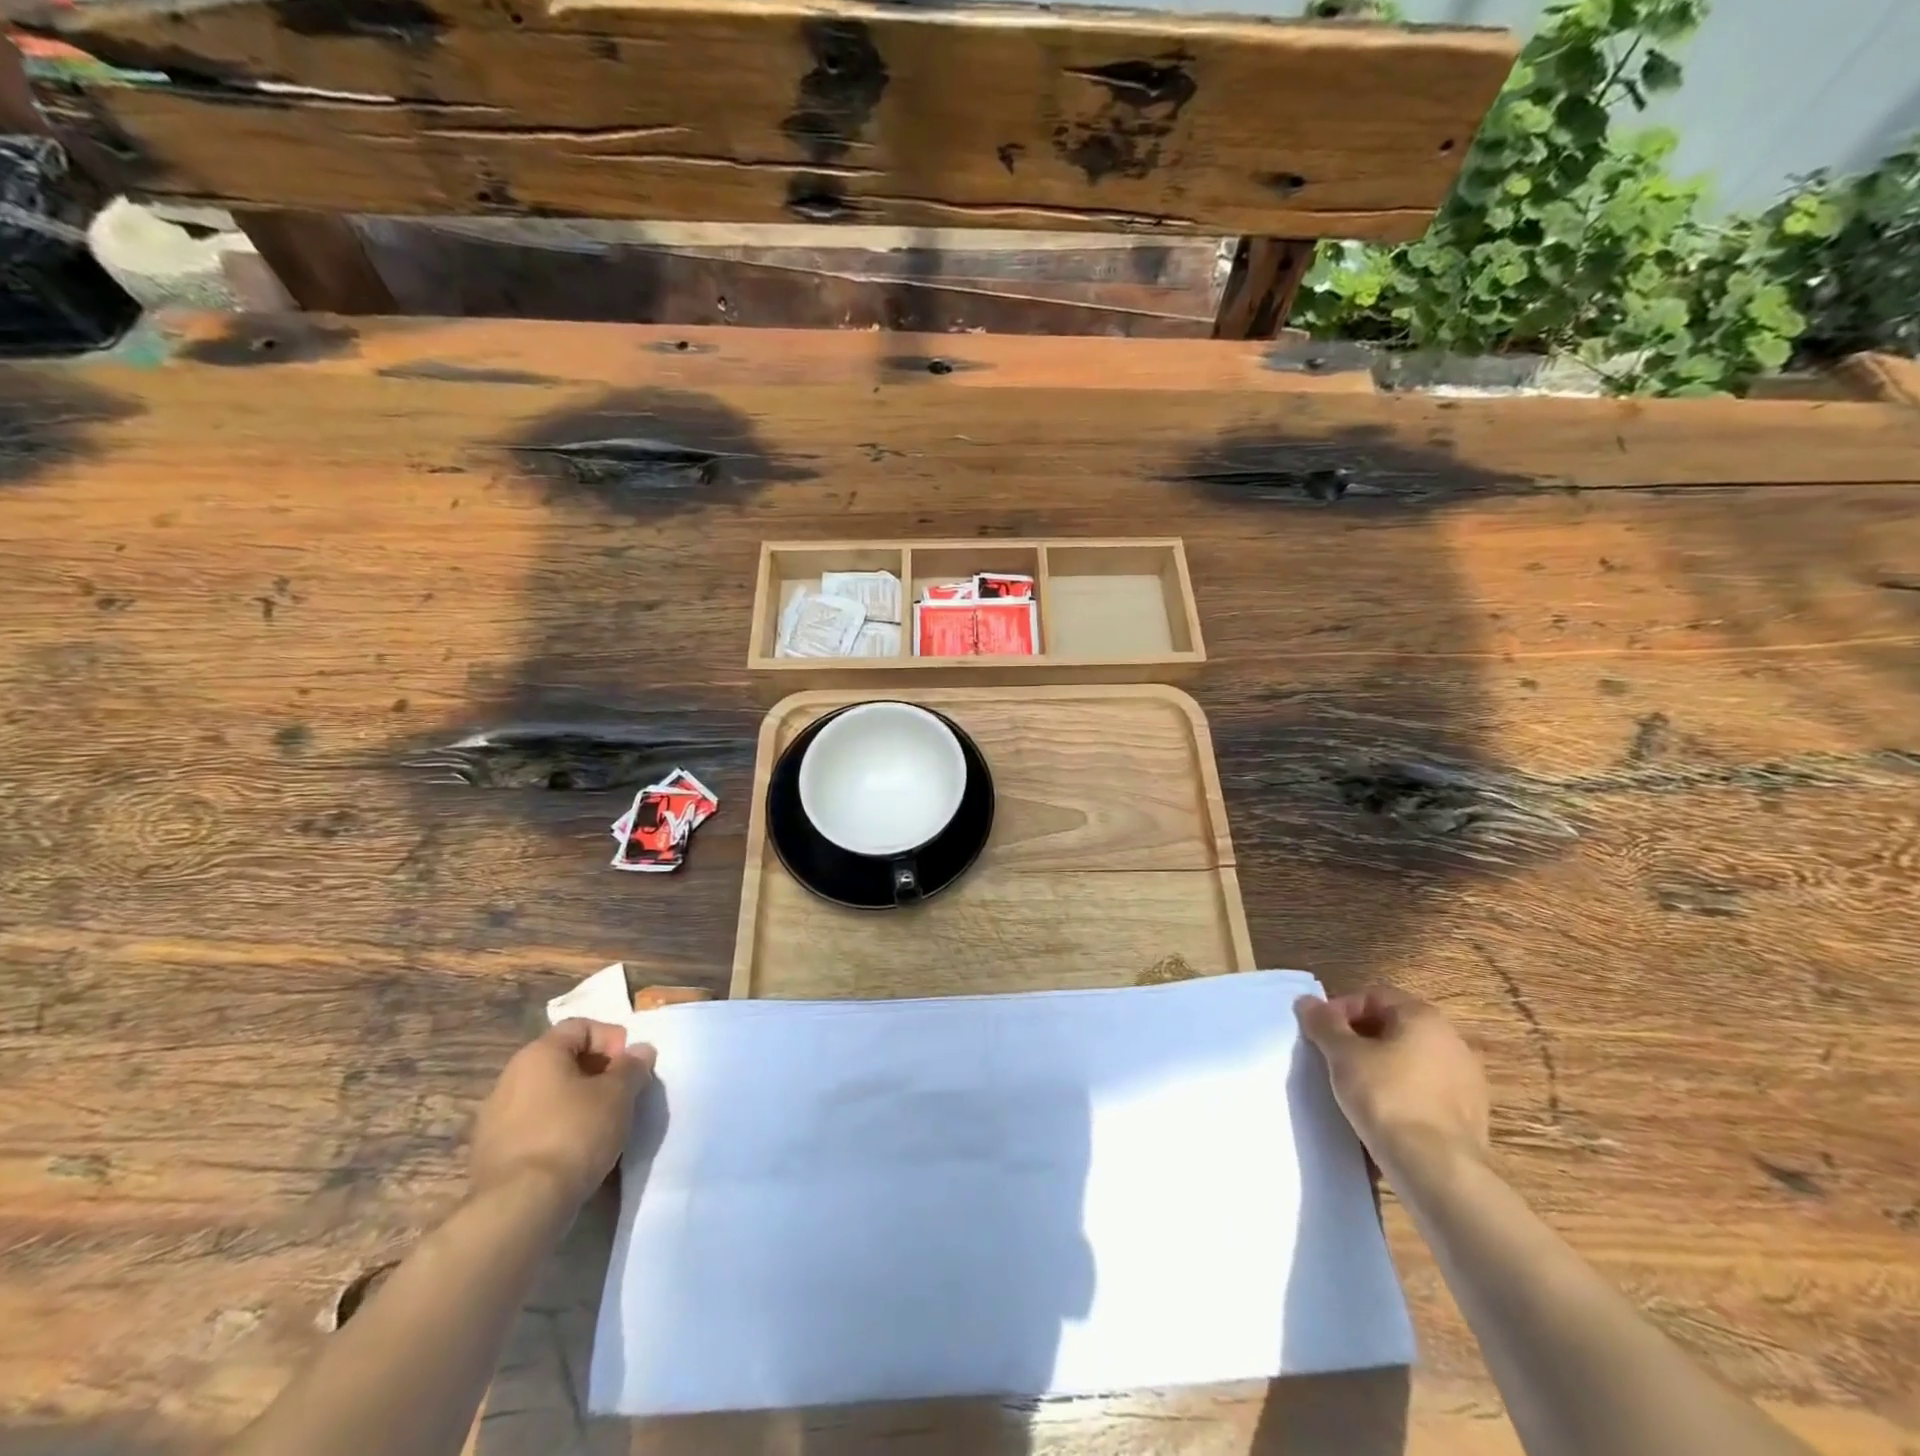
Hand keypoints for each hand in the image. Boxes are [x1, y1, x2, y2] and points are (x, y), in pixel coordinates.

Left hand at [469, 1019, 655, 1209]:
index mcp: (538, 1053)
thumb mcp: (618, 1095)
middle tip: (621, 1094)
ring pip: (547, 1094)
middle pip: (562, 1059)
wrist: (520, 1207)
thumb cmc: (574, 1134)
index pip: (581, 1026)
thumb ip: (632, 1067)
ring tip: (602, 1125)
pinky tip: (575, 1151)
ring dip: (577, 1101)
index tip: (629, 1066)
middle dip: (597, 1071)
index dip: (612, 1039)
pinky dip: (557, 1128)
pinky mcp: (491, 1153)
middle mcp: (510, 1077)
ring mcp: (495, 1117)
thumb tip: (640, 1050)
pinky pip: (533, 1125)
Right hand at [1295, 986, 1488, 1178]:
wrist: (1436, 1168)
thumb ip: (1323, 1023)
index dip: (1340, 1009)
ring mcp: (1467, 1079)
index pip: (1373, 996)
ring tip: (1355, 1086)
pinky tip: (1383, 1111)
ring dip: (1382, 1064)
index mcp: (1424, 1017)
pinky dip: (1403, 1091)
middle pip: (1394, 1025)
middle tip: (1333, 1057)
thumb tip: (1307, 1002)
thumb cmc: (1385, 1096)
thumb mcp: (1342, 1054)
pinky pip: (1426, 1089)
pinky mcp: (1472, 1115)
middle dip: (1360, 1037)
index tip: (1320, 1033)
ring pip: (1411, 1059)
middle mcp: (1452, 1040)